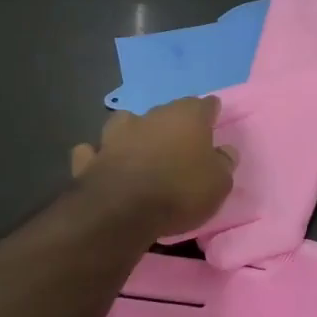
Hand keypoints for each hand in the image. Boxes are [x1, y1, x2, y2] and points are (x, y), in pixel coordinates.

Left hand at [71, 97, 236, 237]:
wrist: (122, 211)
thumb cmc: (180, 191)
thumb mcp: (219, 183)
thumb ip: (223, 164)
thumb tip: (225, 151)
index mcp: (187, 117)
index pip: (205, 105)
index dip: (210, 112)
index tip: (213, 120)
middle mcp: (151, 117)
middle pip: (166, 112)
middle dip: (172, 124)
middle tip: (179, 143)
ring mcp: (116, 135)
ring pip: (125, 122)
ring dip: (132, 132)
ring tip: (138, 148)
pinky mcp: (90, 158)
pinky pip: (93, 151)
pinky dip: (98, 156)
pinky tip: (102, 163)